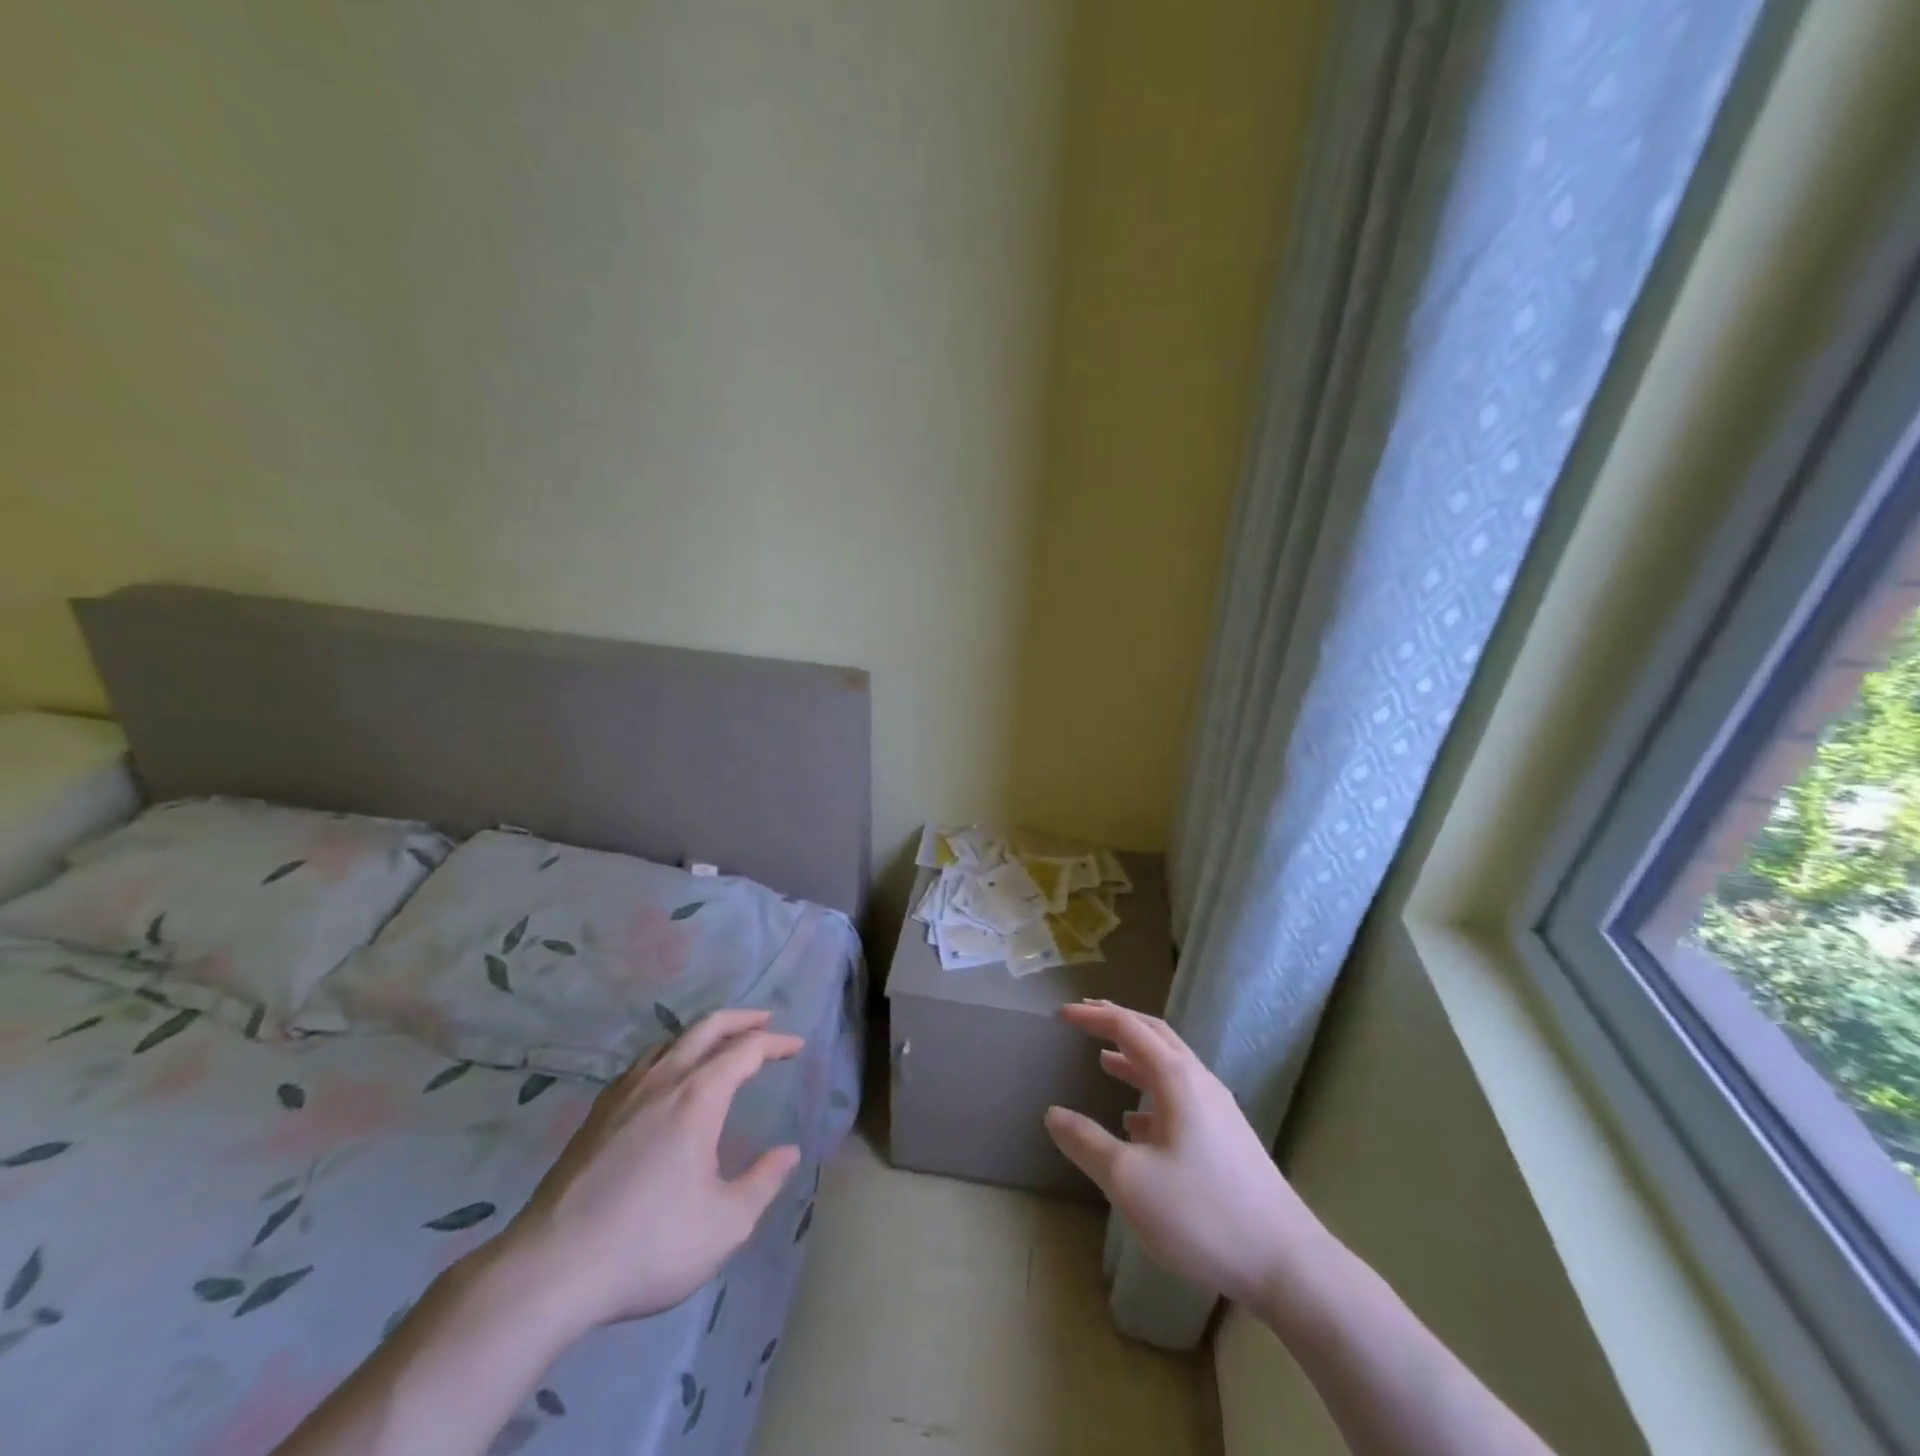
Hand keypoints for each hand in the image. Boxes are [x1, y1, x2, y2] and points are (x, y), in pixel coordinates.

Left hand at [489, 1009, 802, 1337]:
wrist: (550, 1270)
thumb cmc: (648, 1245)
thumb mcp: (725, 1225)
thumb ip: (763, 1182)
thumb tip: (789, 1152)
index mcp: (698, 1098)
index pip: (745, 1050)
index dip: (775, 1043)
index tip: (796, 1046)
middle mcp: (662, 1081)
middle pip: (706, 1027)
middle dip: (741, 1018)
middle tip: (765, 1019)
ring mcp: (624, 1094)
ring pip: (670, 1041)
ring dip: (702, 1033)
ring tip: (719, 1043)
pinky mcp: (596, 1115)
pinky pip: (643, 1063)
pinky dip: (669, 1053)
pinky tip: (666, 1078)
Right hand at [1045, 1000, 1326, 1306]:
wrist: (1287, 1265)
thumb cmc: (1202, 1214)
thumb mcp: (1130, 1181)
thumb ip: (1087, 1143)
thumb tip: (1053, 1114)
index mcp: (1176, 1078)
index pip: (1128, 1028)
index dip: (1093, 1016)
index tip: (1061, 1014)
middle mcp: (1200, 1081)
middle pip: (1155, 1035)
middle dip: (1118, 1022)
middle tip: (1085, 1016)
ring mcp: (1218, 1110)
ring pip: (1170, 1066)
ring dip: (1135, 1057)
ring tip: (1104, 1060)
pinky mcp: (1227, 1138)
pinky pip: (1181, 1097)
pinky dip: (1151, 1093)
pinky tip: (1135, 1121)